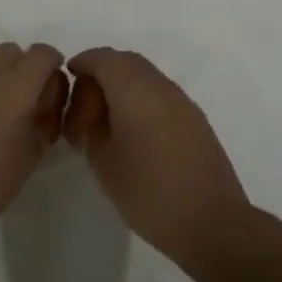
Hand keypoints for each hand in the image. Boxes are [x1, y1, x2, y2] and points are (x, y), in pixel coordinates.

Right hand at [64, 48, 252, 269]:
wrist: (212, 223)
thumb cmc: (149, 192)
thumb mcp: (103, 162)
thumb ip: (90, 129)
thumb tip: (91, 114)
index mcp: (133, 87)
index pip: (102, 58)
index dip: (83, 62)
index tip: (69, 76)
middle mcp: (159, 84)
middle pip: (125, 61)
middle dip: (102, 72)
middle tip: (86, 100)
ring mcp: (181, 100)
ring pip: (145, 76)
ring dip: (124, 85)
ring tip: (109, 118)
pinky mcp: (195, 119)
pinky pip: (161, 93)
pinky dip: (143, 98)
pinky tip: (136, 130)